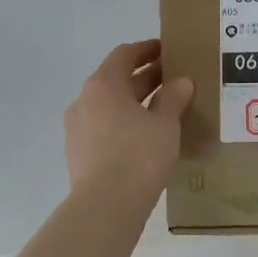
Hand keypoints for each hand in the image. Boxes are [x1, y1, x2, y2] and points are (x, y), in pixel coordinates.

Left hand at [64, 40, 193, 201]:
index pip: (124, 55)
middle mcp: (84, 100)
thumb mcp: (165, 124)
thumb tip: (180, 81)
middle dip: (144, 78)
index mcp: (103, 85)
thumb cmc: (138, 156)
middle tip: (173, 80)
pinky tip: (145, 138)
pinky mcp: (78, 153)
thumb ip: (173, 98)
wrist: (105, 206)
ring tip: (163, 110)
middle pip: (116, 80)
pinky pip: (104, 128)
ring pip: (109, 106)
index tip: (167, 51)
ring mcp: (77, 128)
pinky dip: (124, 124)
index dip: (147, 50)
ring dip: (134, 103)